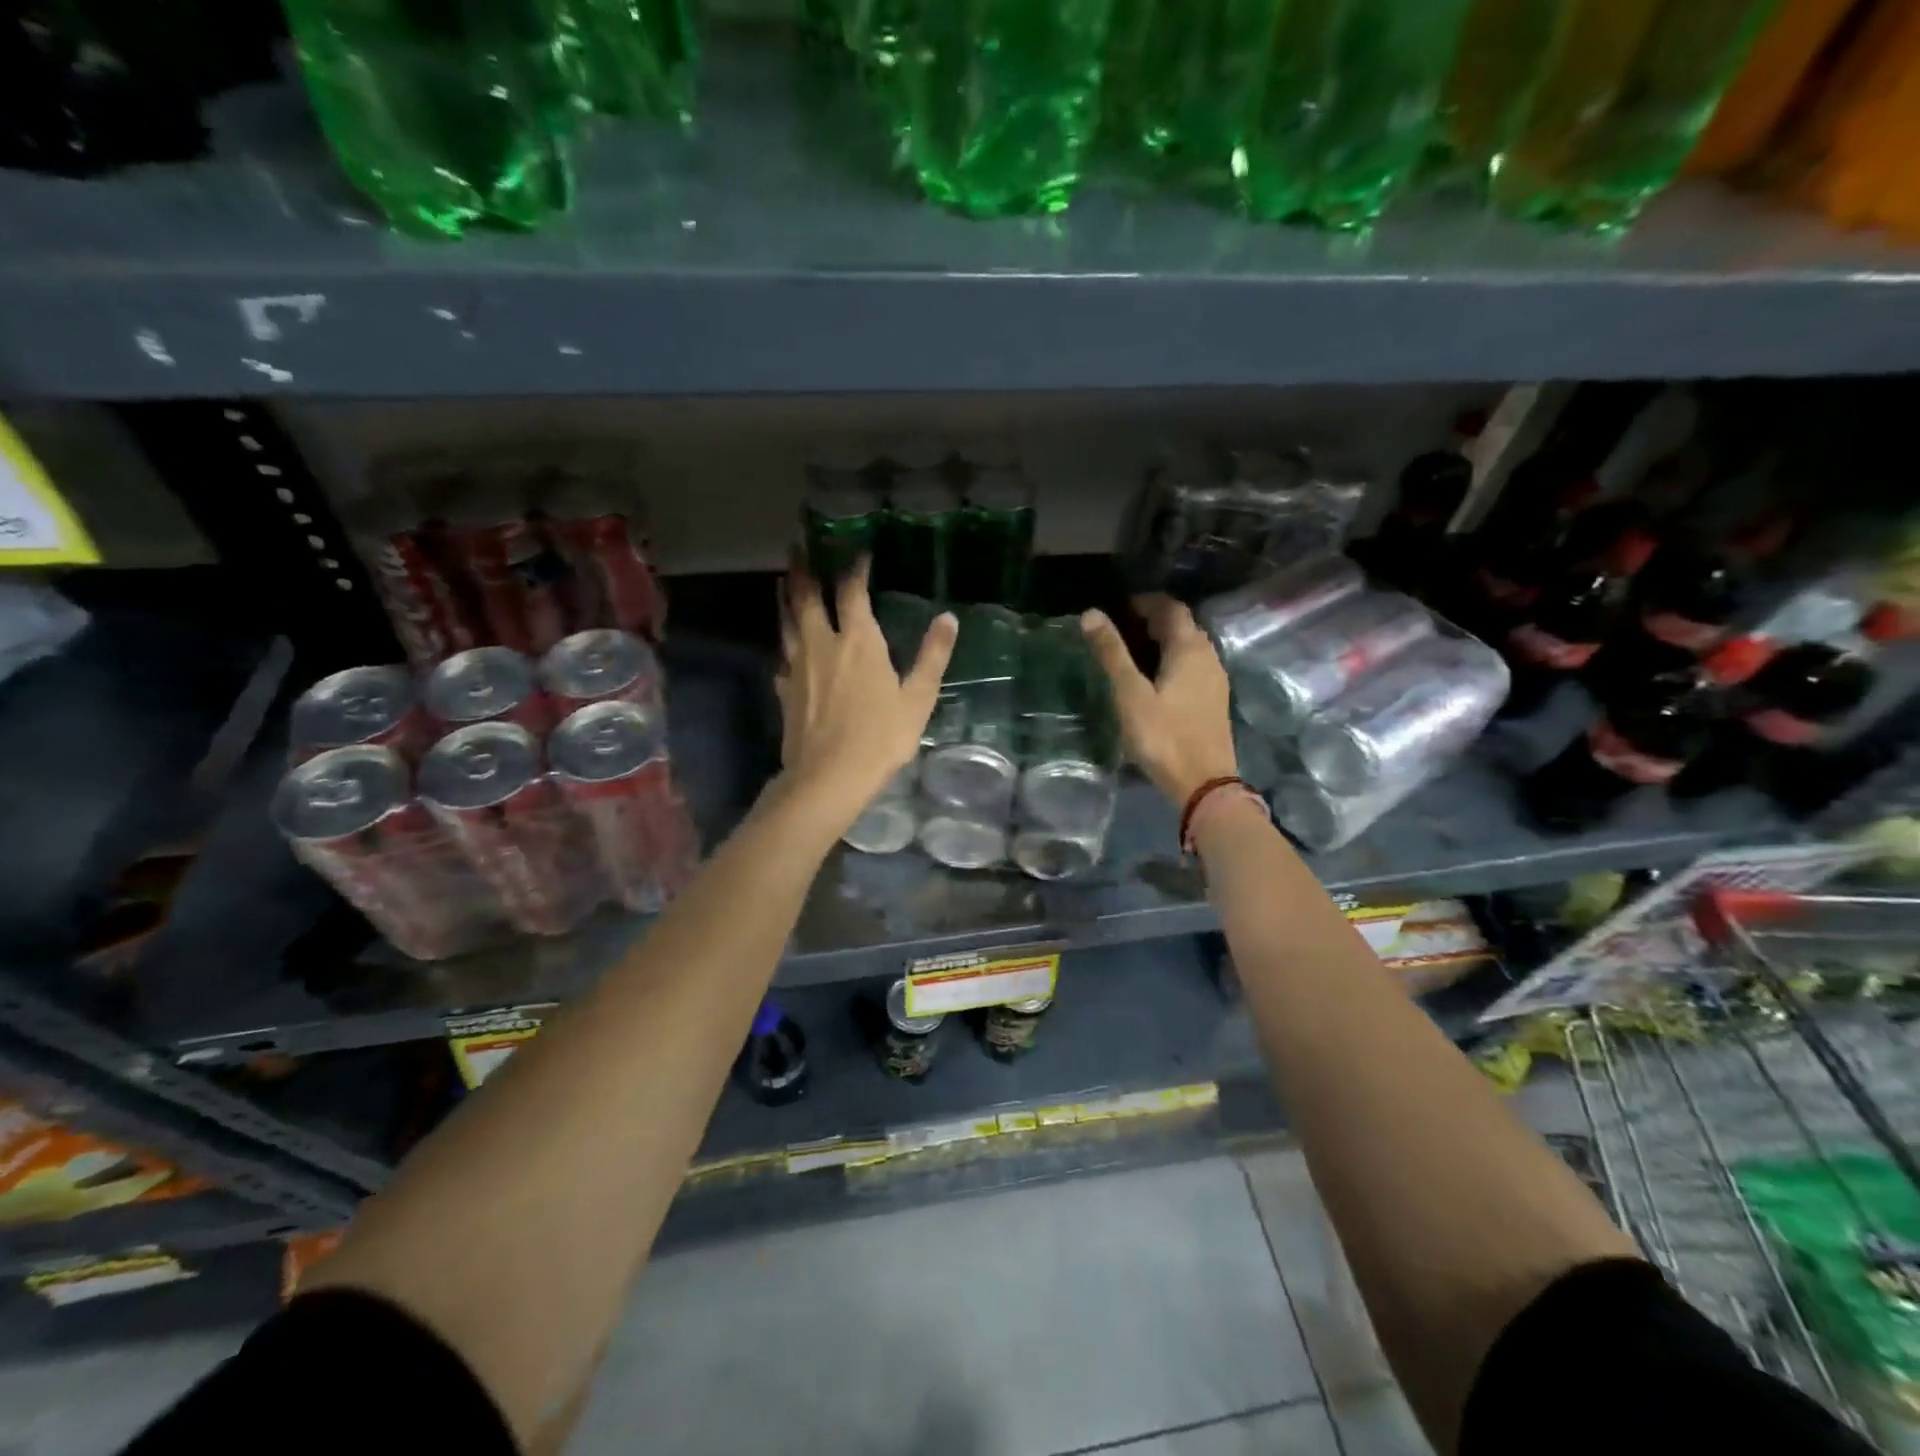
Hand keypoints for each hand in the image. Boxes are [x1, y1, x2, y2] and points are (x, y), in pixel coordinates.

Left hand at [775, 557, 956, 826]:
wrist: (828, 777)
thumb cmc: (880, 737)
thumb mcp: (918, 698)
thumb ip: (932, 656)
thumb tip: (949, 618)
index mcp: (858, 640)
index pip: (852, 591)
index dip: (855, 568)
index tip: (858, 552)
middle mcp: (822, 643)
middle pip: (807, 597)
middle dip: (803, 569)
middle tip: (796, 546)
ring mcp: (798, 666)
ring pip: (787, 622)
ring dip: (786, 598)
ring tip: (784, 582)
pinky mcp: (784, 690)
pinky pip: (783, 656)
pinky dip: (785, 643)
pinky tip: (787, 648)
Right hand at [1081, 596, 1237, 806]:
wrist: (1203, 783)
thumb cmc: (1164, 736)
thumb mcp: (1131, 694)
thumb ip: (1112, 653)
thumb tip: (1091, 613)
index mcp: (1190, 648)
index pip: (1171, 608)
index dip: (1145, 602)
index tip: (1117, 607)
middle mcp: (1208, 656)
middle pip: (1182, 625)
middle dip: (1152, 619)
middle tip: (1119, 628)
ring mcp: (1215, 679)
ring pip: (1188, 646)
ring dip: (1162, 641)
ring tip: (1131, 652)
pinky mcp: (1213, 700)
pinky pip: (1192, 666)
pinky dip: (1171, 660)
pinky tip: (1153, 678)